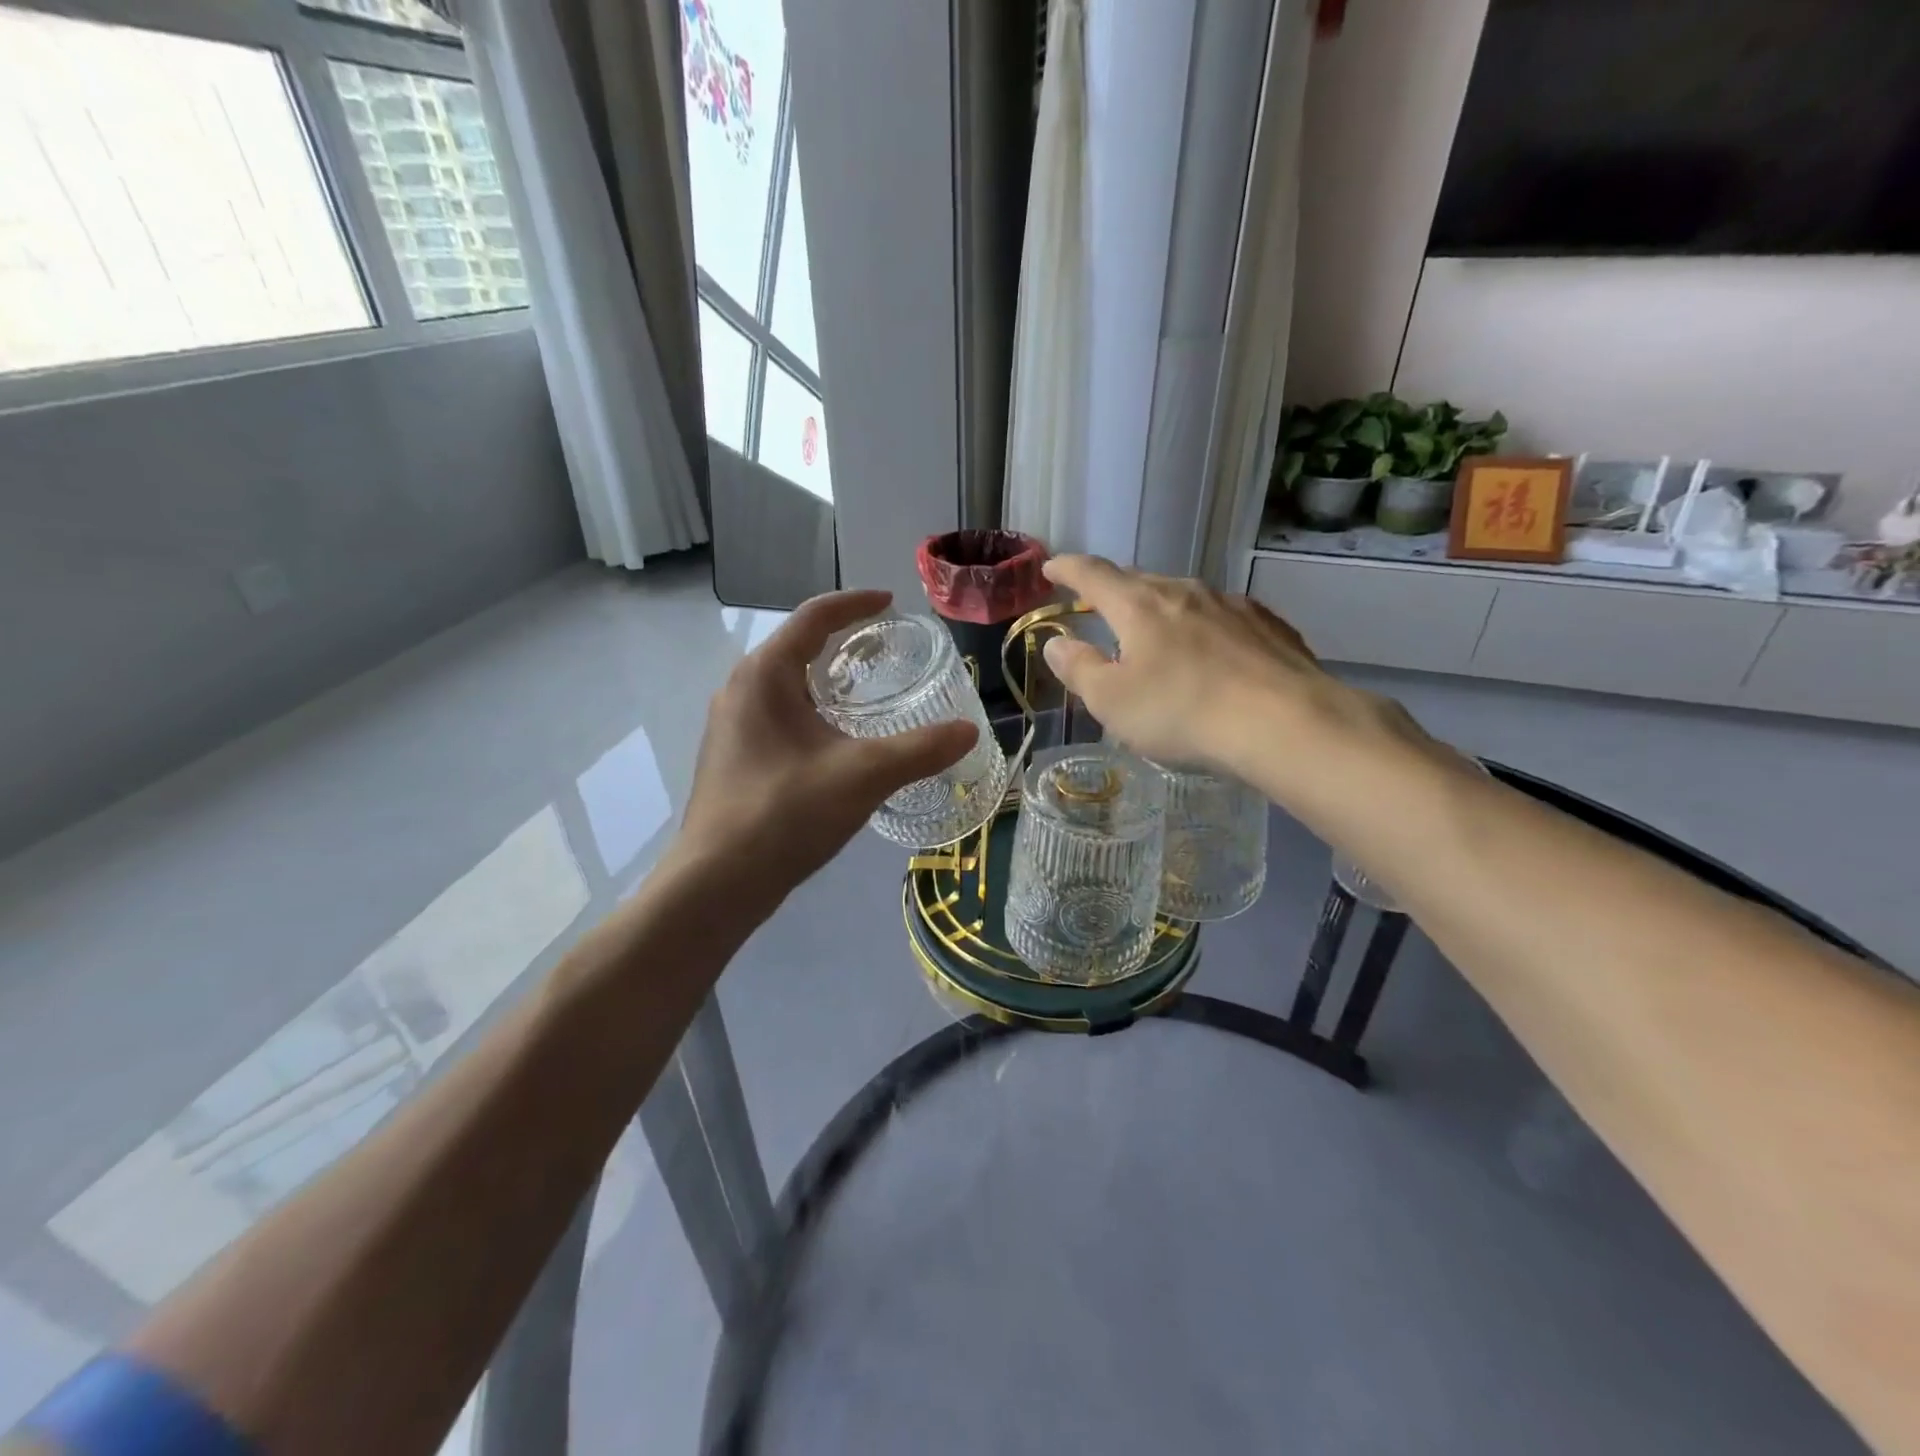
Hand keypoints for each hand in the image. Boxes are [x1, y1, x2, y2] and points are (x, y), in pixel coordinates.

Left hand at [673, 590, 977, 907]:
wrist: (717, 884)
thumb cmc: (785, 814)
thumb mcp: (863, 776)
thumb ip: (920, 749)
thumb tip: (969, 731)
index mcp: (764, 676)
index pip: (813, 618)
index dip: (855, 604)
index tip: (890, 602)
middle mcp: (740, 690)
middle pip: (796, 647)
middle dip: (842, 642)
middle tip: (886, 649)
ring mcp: (731, 726)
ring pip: (785, 685)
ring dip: (826, 680)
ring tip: (868, 692)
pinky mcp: (733, 758)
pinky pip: (778, 716)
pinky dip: (812, 711)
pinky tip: (837, 741)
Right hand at [1038, 556, 1415, 784]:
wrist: (1286, 722)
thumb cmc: (1183, 712)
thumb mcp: (1112, 701)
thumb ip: (1079, 668)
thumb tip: (1056, 642)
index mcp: (1139, 605)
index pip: (1093, 574)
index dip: (1067, 568)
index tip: (1050, 567)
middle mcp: (1184, 592)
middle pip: (1139, 582)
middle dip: (1115, 592)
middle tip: (1100, 607)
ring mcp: (1231, 605)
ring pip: (1184, 598)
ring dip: (1162, 612)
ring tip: (1157, 637)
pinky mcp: (1268, 625)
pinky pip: (1223, 618)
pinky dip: (1204, 628)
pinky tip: (1212, 654)